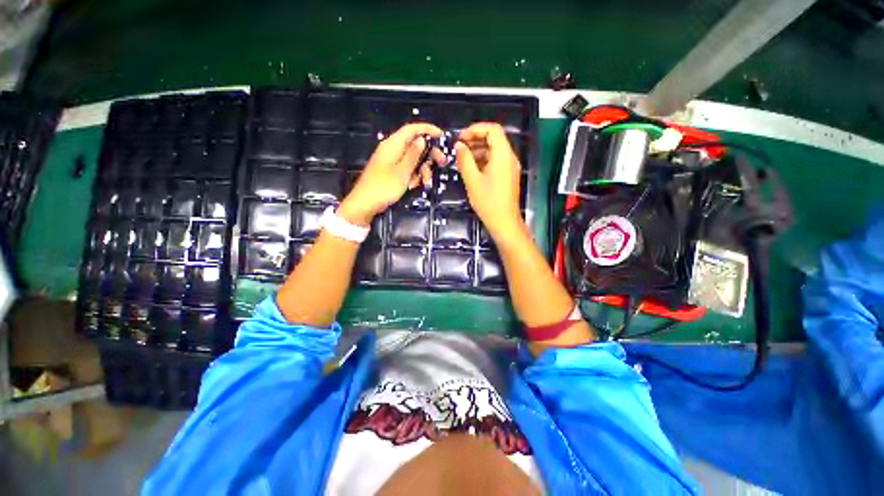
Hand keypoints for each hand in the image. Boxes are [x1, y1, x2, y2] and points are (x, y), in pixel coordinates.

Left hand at [339, 123, 442, 225]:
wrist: (365, 204)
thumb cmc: (383, 187)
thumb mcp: (402, 171)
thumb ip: (413, 155)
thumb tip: (422, 139)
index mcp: (393, 145)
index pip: (412, 129)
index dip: (428, 129)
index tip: (441, 136)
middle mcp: (392, 149)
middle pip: (415, 145)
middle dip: (429, 154)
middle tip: (441, 162)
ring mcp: (391, 161)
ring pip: (413, 159)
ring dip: (421, 169)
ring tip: (424, 182)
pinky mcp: (391, 171)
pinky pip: (407, 169)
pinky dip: (413, 176)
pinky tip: (412, 185)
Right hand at [455, 123, 524, 240]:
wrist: (504, 222)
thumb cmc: (488, 202)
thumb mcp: (472, 180)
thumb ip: (464, 160)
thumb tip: (459, 146)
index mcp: (503, 155)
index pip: (493, 130)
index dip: (475, 129)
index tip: (461, 137)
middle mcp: (510, 157)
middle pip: (494, 139)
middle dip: (475, 140)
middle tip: (459, 147)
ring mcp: (510, 167)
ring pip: (494, 150)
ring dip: (478, 151)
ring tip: (462, 158)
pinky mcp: (508, 175)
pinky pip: (496, 161)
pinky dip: (483, 160)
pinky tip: (471, 168)